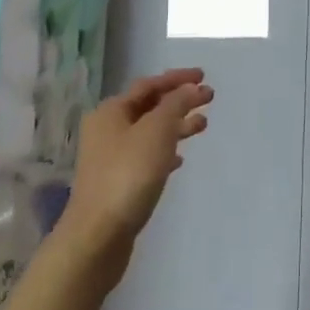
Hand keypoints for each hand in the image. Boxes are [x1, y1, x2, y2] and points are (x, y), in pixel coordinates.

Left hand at [59, 68, 212, 281]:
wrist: (99, 233)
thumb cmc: (128, 174)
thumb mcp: (157, 131)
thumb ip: (176, 105)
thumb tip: (192, 87)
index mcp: (111, 112)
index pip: (149, 85)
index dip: (177, 79)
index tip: (204, 76)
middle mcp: (107, 130)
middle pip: (149, 107)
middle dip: (180, 101)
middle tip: (209, 98)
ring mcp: (111, 157)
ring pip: (150, 132)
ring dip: (176, 125)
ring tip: (203, 125)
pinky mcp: (119, 181)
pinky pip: (147, 156)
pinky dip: (166, 150)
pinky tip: (180, 158)